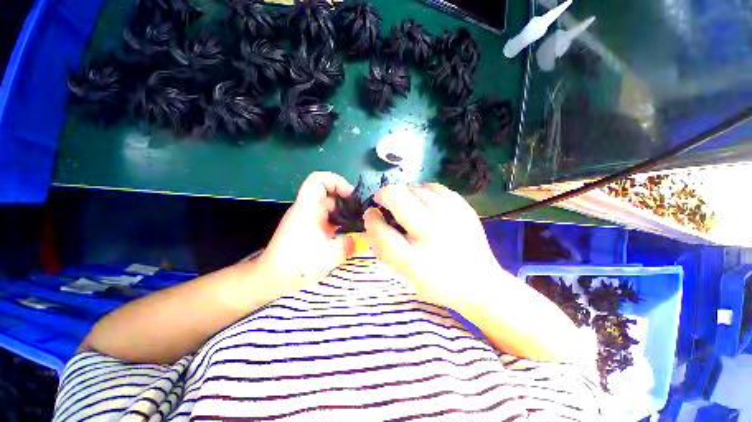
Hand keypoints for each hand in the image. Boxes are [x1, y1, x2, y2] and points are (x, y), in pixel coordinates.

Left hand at [258, 172, 355, 295]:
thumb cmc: (294, 265)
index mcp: (306, 209)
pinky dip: (340, 223)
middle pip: (328, 193)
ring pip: (330, 207)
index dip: (336, 181)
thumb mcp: (326, 257)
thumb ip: (347, 245)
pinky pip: (329, 219)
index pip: (318, 180)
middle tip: (362, 212)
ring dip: (345, 212)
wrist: (271, 279)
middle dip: (347, 200)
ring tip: (360, 224)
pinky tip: (349, 234)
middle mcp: (307, 210)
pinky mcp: (311, 229)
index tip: (351, 195)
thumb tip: (361, 239)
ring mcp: (309, 219)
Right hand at [364, 184, 502, 307]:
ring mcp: (452, 218)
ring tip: (406, 205)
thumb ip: (383, 246)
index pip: (381, 231)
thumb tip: (372, 215)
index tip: (371, 214)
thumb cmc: (435, 282)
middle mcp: (433, 235)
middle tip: (384, 202)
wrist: (479, 284)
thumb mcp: (403, 272)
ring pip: (416, 189)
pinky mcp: (464, 209)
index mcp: (414, 261)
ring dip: (404, 194)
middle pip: (398, 198)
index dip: (370, 219)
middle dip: (384, 195)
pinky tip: (425, 203)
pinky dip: (424, 191)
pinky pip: (435, 187)